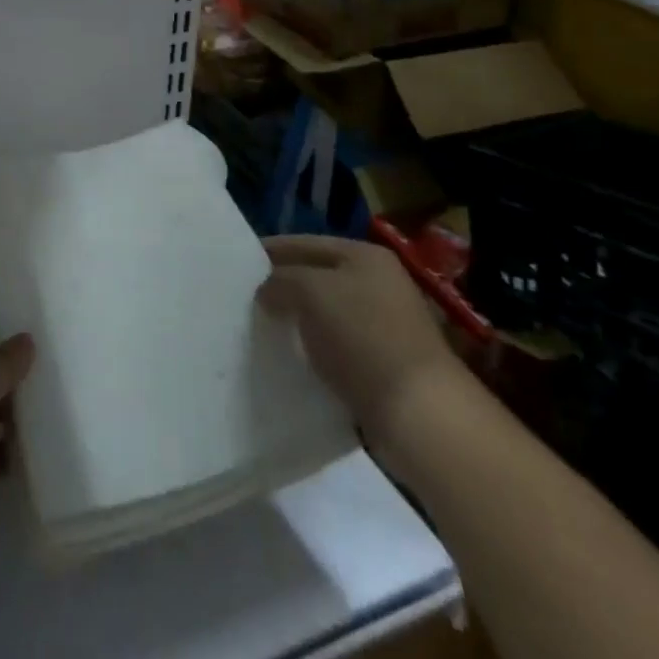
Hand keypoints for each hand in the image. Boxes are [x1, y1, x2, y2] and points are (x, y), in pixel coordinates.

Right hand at [256, 235, 463, 459]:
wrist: (421, 415)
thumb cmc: (364, 338)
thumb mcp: (311, 292)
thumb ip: (280, 281)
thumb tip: (265, 290)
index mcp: (365, 255)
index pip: (305, 242)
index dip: (270, 251)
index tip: (236, 265)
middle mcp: (379, 283)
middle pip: (316, 277)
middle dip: (283, 287)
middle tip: (245, 299)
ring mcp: (385, 324)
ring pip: (325, 313)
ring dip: (298, 321)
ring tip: (262, 330)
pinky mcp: (384, 364)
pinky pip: (337, 346)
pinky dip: (315, 350)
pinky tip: (292, 359)